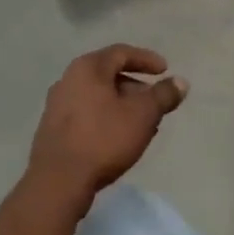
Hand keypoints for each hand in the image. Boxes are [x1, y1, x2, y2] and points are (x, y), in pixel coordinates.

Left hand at [28, 45, 186, 207]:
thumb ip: (163, 95)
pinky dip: (106, 118)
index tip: (165, 70)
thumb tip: (180, 82)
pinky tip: (119, 138)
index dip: (146, 59)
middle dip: (136, 86)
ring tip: (142, 124)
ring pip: (98, 96)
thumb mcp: (143, 115)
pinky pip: (86, 113)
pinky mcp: (52, 129)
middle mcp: (68, 79)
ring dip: (122, 105)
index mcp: (88, 67)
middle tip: (155, 102)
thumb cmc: (103, 139)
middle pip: (108, 74)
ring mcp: (57, 104)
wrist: (58, 182)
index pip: (121, 52)